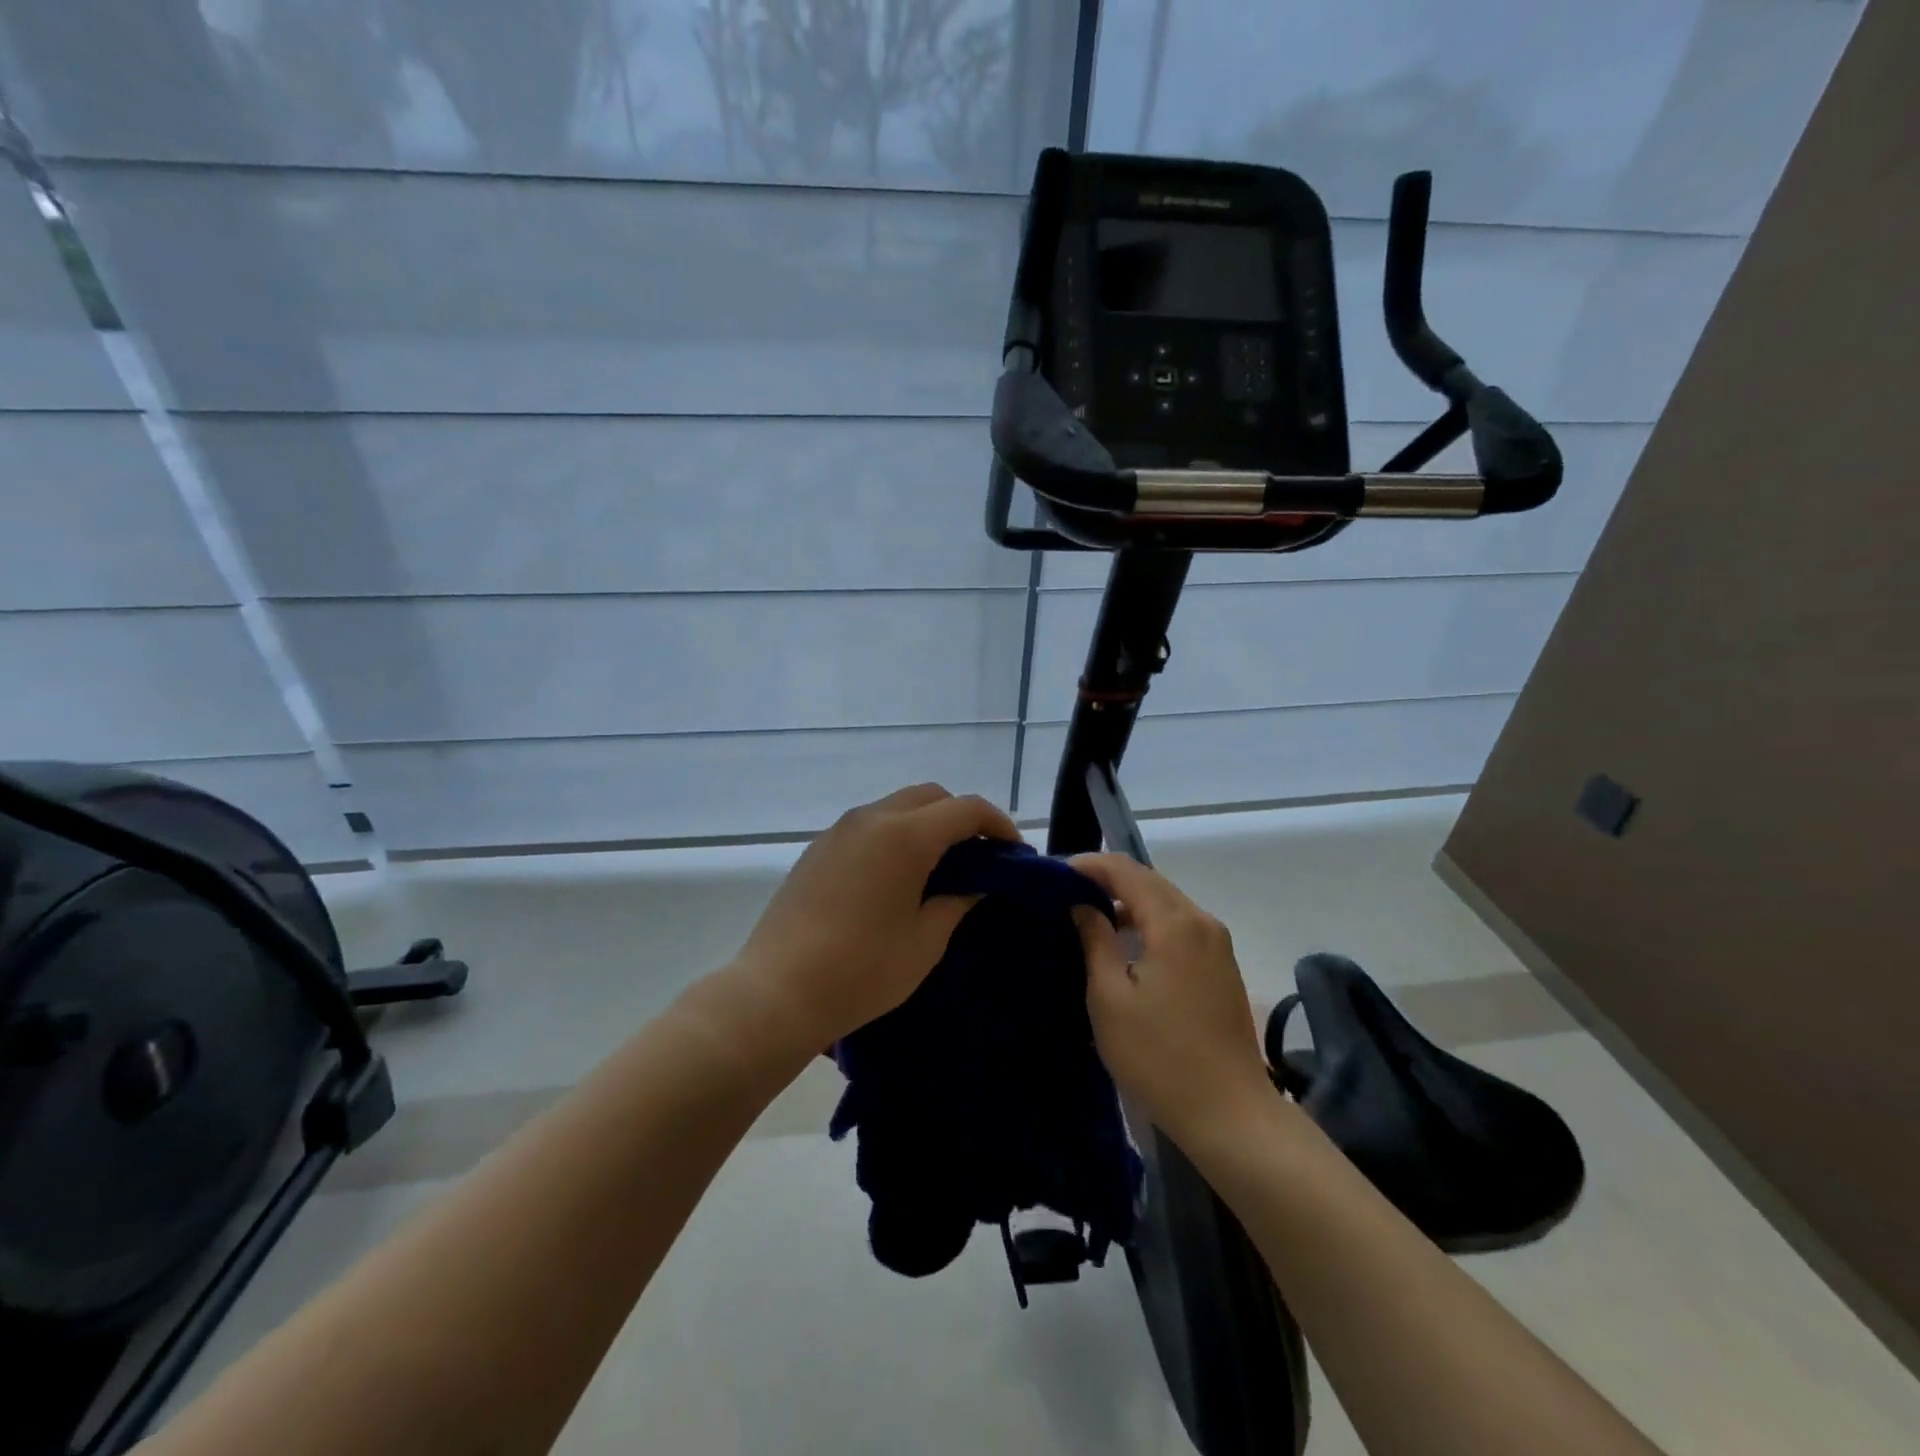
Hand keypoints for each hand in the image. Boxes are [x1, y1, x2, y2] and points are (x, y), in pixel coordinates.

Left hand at [729, 784, 1021, 1052]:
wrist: (777, 991)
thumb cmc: (862, 971)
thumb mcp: (925, 941)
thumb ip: (957, 902)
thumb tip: (976, 885)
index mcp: (905, 836)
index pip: (966, 808)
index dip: (998, 825)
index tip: (1013, 853)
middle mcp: (872, 818)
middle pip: (931, 795)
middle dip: (961, 817)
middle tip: (978, 857)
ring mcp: (840, 830)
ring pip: (897, 806)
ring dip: (926, 823)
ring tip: (939, 866)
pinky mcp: (818, 847)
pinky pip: (869, 825)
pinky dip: (895, 834)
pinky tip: (896, 876)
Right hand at [1071, 855, 1271, 1148]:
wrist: (1230, 1114)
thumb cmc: (1159, 1057)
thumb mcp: (1110, 997)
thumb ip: (1095, 940)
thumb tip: (1082, 905)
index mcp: (1174, 922)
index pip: (1126, 870)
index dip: (1088, 866)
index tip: (1054, 876)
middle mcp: (1201, 921)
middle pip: (1149, 881)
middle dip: (1106, 880)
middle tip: (1066, 894)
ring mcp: (1217, 944)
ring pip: (1165, 902)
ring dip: (1127, 902)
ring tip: (1089, 918)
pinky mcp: (1222, 966)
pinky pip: (1179, 925)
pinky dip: (1148, 922)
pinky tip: (1125, 945)